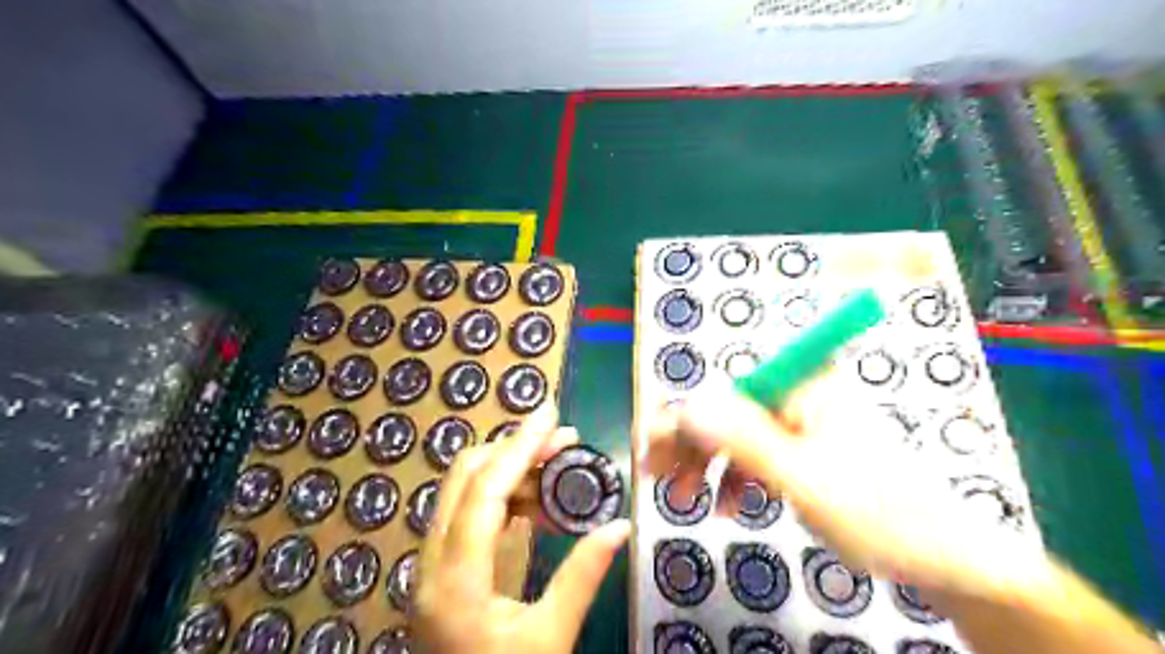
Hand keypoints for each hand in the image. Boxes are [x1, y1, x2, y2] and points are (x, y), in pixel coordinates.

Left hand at [409, 406, 627, 651]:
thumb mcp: (551, 639)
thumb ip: (583, 576)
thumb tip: (620, 526)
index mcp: (455, 579)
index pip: (486, 488)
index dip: (521, 445)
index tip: (551, 413)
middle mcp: (432, 562)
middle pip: (465, 477)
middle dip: (515, 449)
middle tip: (563, 441)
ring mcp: (431, 567)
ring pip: (464, 492)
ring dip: (510, 472)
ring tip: (558, 471)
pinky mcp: (440, 572)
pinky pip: (468, 514)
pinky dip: (502, 498)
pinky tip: (536, 504)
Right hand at [641, 377, 1052, 598]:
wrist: (949, 559)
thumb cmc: (880, 515)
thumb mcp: (803, 480)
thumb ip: (743, 440)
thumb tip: (687, 406)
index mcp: (801, 387)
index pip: (722, 392)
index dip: (680, 420)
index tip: (651, 452)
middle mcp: (800, 395)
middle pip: (726, 412)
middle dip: (690, 446)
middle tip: (657, 480)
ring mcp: (805, 423)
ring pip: (739, 435)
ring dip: (709, 465)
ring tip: (688, 501)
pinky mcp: (810, 449)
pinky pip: (760, 455)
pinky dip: (738, 478)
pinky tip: (730, 505)